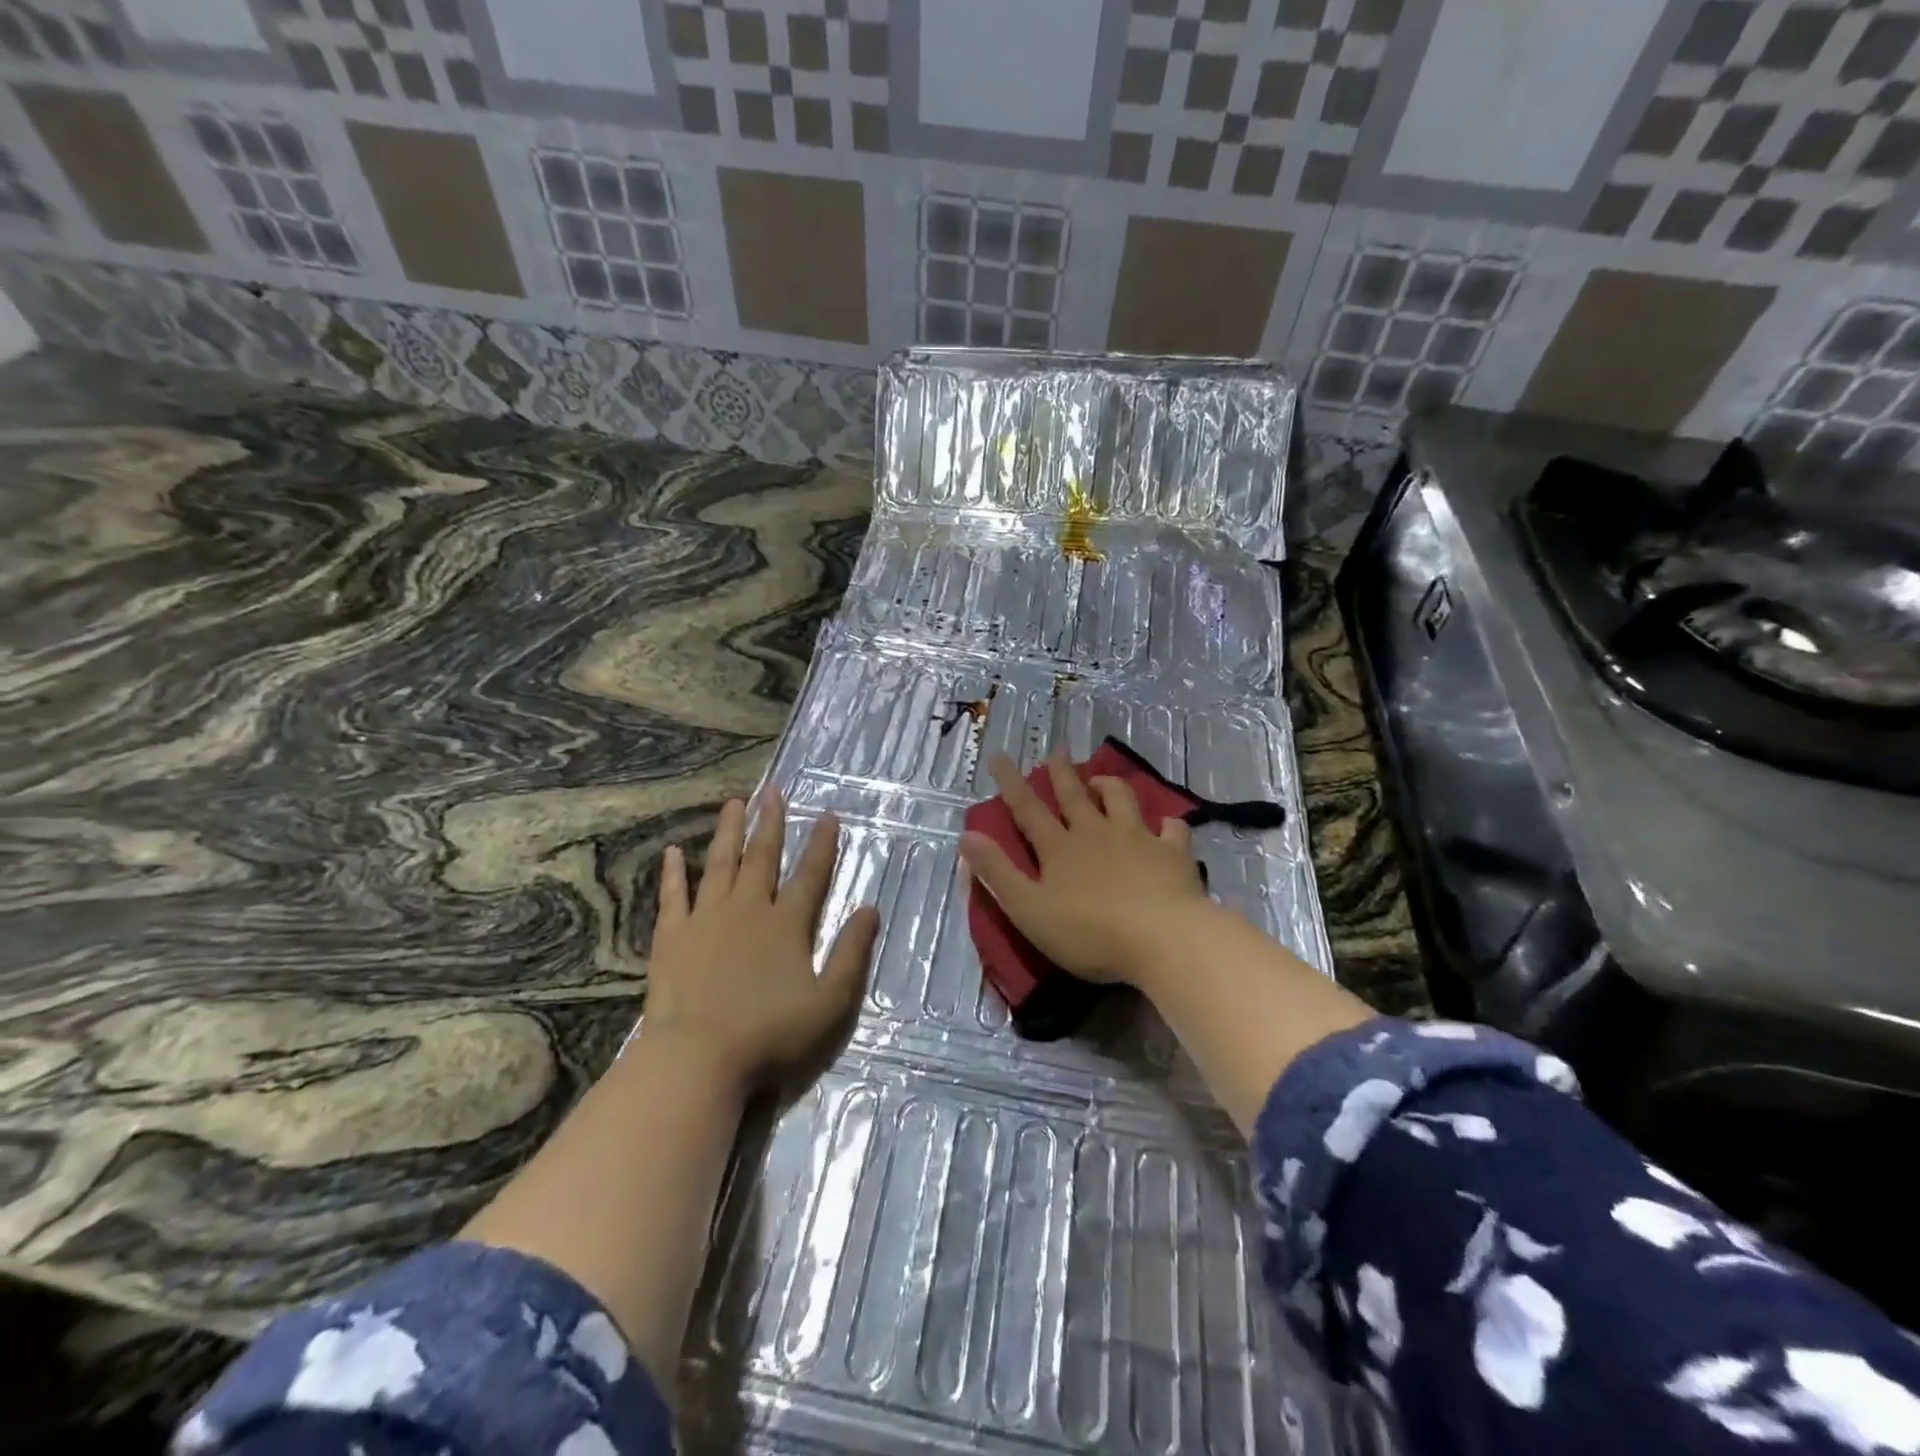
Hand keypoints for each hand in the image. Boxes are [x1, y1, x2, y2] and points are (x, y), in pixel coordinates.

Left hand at [642, 793, 878, 1092]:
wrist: (697, 1057)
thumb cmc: (770, 1033)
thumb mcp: (829, 1002)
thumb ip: (851, 954)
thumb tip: (869, 909)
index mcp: (786, 924)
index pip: (810, 875)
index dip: (821, 845)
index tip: (827, 815)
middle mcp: (748, 909)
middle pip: (762, 857)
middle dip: (770, 823)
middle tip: (773, 791)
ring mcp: (706, 919)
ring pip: (719, 864)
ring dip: (728, 832)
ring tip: (734, 803)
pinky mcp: (672, 937)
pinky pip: (673, 896)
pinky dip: (673, 873)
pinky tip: (671, 852)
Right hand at [958, 749, 1213, 988]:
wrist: (1162, 939)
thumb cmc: (1089, 932)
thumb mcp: (1028, 910)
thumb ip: (997, 873)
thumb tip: (966, 836)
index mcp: (1059, 848)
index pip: (1028, 809)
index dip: (1011, 783)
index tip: (1000, 756)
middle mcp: (1096, 833)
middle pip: (1074, 795)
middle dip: (1061, 772)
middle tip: (1057, 751)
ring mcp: (1137, 838)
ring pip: (1121, 799)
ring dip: (1108, 786)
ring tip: (1100, 780)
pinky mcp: (1172, 853)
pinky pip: (1171, 829)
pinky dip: (1166, 824)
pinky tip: (1165, 825)